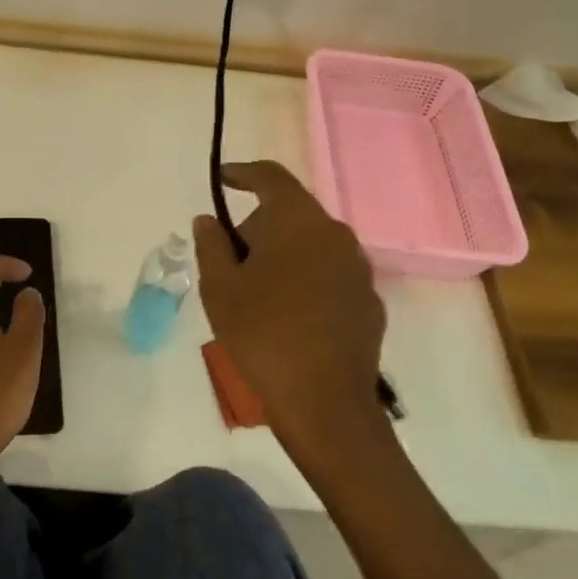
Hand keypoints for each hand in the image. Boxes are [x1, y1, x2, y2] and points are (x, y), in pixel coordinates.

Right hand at [193, 161, 386, 449]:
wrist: (325, 405)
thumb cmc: (263, 335)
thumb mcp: (220, 288)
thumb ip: (211, 244)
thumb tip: (208, 220)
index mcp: (298, 221)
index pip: (271, 177)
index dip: (243, 173)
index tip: (223, 179)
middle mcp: (335, 234)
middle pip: (290, 214)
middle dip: (257, 228)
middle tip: (229, 263)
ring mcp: (358, 269)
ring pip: (311, 245)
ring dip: (283, 256)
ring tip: (257, 295)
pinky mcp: (369, 301)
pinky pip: (329, 274)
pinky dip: (305, 281)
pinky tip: (288, 317)